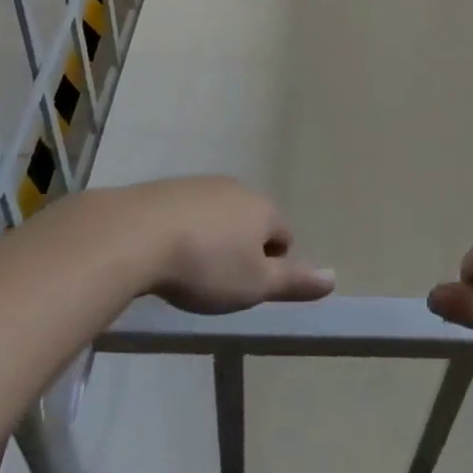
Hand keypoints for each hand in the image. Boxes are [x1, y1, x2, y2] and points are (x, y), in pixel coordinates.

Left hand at [116, 177, 334, 314]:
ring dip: (214, 237)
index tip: (248, 288)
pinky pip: (189, 211)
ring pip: (220, 214)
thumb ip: (294, 281)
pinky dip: (185, 229)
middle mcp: (238, 189)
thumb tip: (333, 278)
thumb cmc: (206, 265)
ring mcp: (203, 184)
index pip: (284, 235)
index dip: (272, 264)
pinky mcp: (169, 188)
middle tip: (220, 281)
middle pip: (252, 221)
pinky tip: (166, 252)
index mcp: (264, 209)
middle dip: (242, 248)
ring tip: (191, 269)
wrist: (138, 234)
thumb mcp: (255, 285)